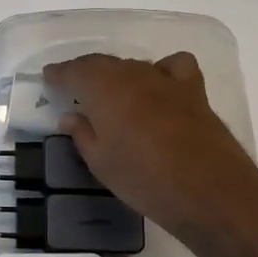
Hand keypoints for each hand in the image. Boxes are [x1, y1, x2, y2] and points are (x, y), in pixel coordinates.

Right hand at [43, 52, 257, 242]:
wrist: (209, 192)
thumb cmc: (144, 180)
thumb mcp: (101, 163)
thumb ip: (82, 134)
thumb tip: (71, 116)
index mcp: (105, 89)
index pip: (75, 71)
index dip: (59, 73)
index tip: (48, 77)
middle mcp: (134, 75)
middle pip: (104, 64)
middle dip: (85, 73)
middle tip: (73, 87)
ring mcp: (167, 81)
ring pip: (134, 66)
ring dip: (118, 75)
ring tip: (111, 94)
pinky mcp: (194, 92)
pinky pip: (173, 67)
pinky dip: (161, 70)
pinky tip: (158, 87)